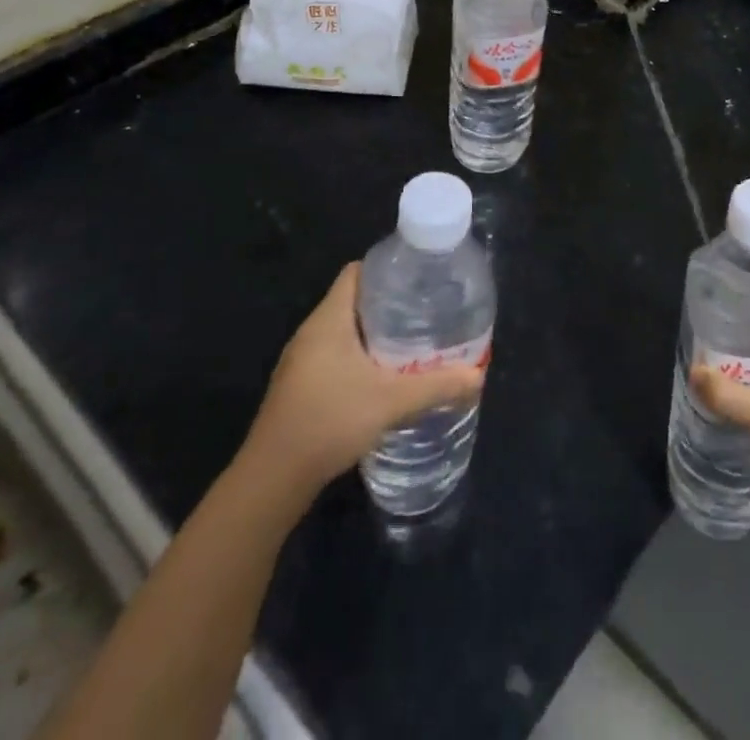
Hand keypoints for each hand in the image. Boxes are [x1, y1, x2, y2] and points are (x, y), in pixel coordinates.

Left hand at [241, 263, 483, 501]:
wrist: (273, 479)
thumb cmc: (329, 422)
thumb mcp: (390, 402)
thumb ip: (436, 386)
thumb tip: (477, 376)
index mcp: (329, 320)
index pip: (356, 272)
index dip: (386, 269)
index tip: (418, 277)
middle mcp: (312, 332)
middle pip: (353, 300)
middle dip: (389, 303)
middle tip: (425, 310)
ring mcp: (302, 361)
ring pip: (345, 331)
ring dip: (375, 333)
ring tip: (412, 341)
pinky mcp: (300, 387)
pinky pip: (335, 355)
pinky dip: (360, 357)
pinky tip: (384, 377)